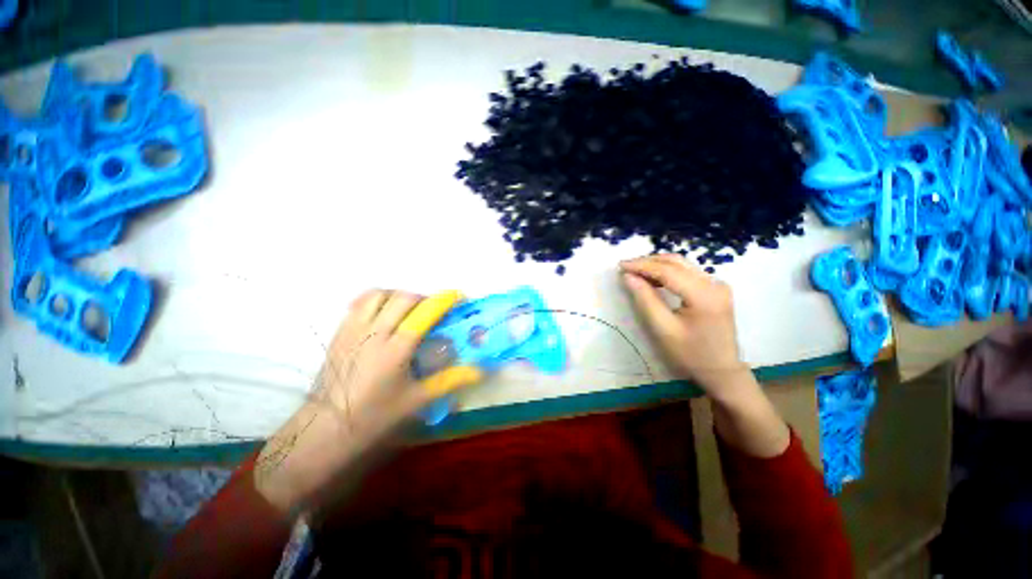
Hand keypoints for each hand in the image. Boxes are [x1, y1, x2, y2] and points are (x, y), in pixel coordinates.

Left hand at [254, 290, 482, 513]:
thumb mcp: (416, 400)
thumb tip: (479, 371)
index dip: (443, 300)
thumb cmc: (374, 417)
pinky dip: (377, 299)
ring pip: (379, 295)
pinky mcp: (340, 331)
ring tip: (408, 309)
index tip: (456, 296)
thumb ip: (449, 380)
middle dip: (423, 298)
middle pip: (403, 298)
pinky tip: (384, 313)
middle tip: (432, 310)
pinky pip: (360, 302)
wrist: (324, 428)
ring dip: (399, 296)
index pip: (423, 314)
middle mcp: (374, 333)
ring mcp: (353, 329)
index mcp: (395, 350)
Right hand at [619, 253, 747, 392]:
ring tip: (635, 271)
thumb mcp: (663, 328)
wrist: (721, 371)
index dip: (641, 266)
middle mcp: (714, 283)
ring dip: (656, 265)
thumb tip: (628, 276)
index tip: (620, 265)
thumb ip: (645, 299)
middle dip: (648, 262)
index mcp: (704, 295)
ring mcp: (718, 284)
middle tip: (625, 267)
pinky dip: (667, 271)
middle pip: (676, 262)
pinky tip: (653, 278)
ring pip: (681, 264)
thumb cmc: (690, 354)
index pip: (667, 271)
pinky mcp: (716, 288)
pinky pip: (687, 272)